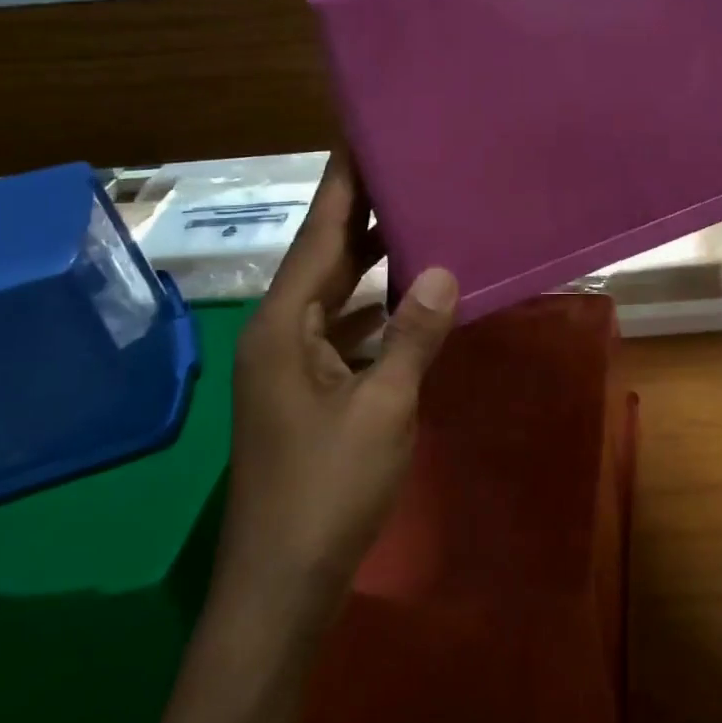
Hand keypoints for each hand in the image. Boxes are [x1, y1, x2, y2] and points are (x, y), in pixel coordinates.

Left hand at [217, 152, 457, 606]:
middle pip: (324, 259)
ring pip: (335, 297)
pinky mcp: (306, 395)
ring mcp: (289, 367)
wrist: (280, 584)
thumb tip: (442, 270)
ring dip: (370, 264)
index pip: (319, 237)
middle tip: (403, 169)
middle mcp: (279, 335)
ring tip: (415, 221)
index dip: (343, 187)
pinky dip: (374, 312)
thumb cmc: (327, 490)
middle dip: (361, 215)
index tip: (362, 138)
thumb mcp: (382, 408)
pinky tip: (408, 302)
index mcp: (284, 326)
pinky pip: (344, 333)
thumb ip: (412, 335)